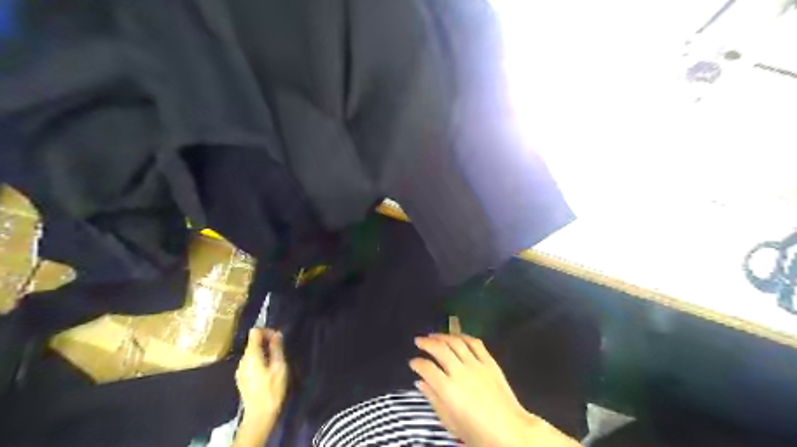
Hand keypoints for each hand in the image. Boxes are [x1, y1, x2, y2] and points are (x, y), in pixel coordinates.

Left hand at [234, 328, 288, 421]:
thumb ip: (277, 348)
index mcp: (251, 355)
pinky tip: (268, 370)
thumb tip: (277, 334)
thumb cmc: (272, 390)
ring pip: (252, 352)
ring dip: (264, 351)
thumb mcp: (279, 367)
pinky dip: (259, 360)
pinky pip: (250, 362)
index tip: (278, 339)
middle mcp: (242, 360)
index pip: (254, 332)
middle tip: (280, 349)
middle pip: (252, 342)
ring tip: (276, 360)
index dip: (267, 331)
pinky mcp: (241, 378)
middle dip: (266, 341)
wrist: (259, 415)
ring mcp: (240, 370)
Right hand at [411, 334, 580, 446]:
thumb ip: (433, 399)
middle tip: (418, 340)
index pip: (427, 368)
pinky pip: (475, 343)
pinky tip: (456, 336)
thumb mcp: (450, 422)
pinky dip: (464, 337)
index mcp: (448, 389)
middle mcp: (460, 372)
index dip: (417, 363)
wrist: (509, 432)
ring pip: (456, 342)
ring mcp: (476, 365)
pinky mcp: (490, 362)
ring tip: (434, 335)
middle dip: (426, 343)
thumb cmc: (476, 432)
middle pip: (439, 349)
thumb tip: (421, 382)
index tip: (413, 362)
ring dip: (442, 336)